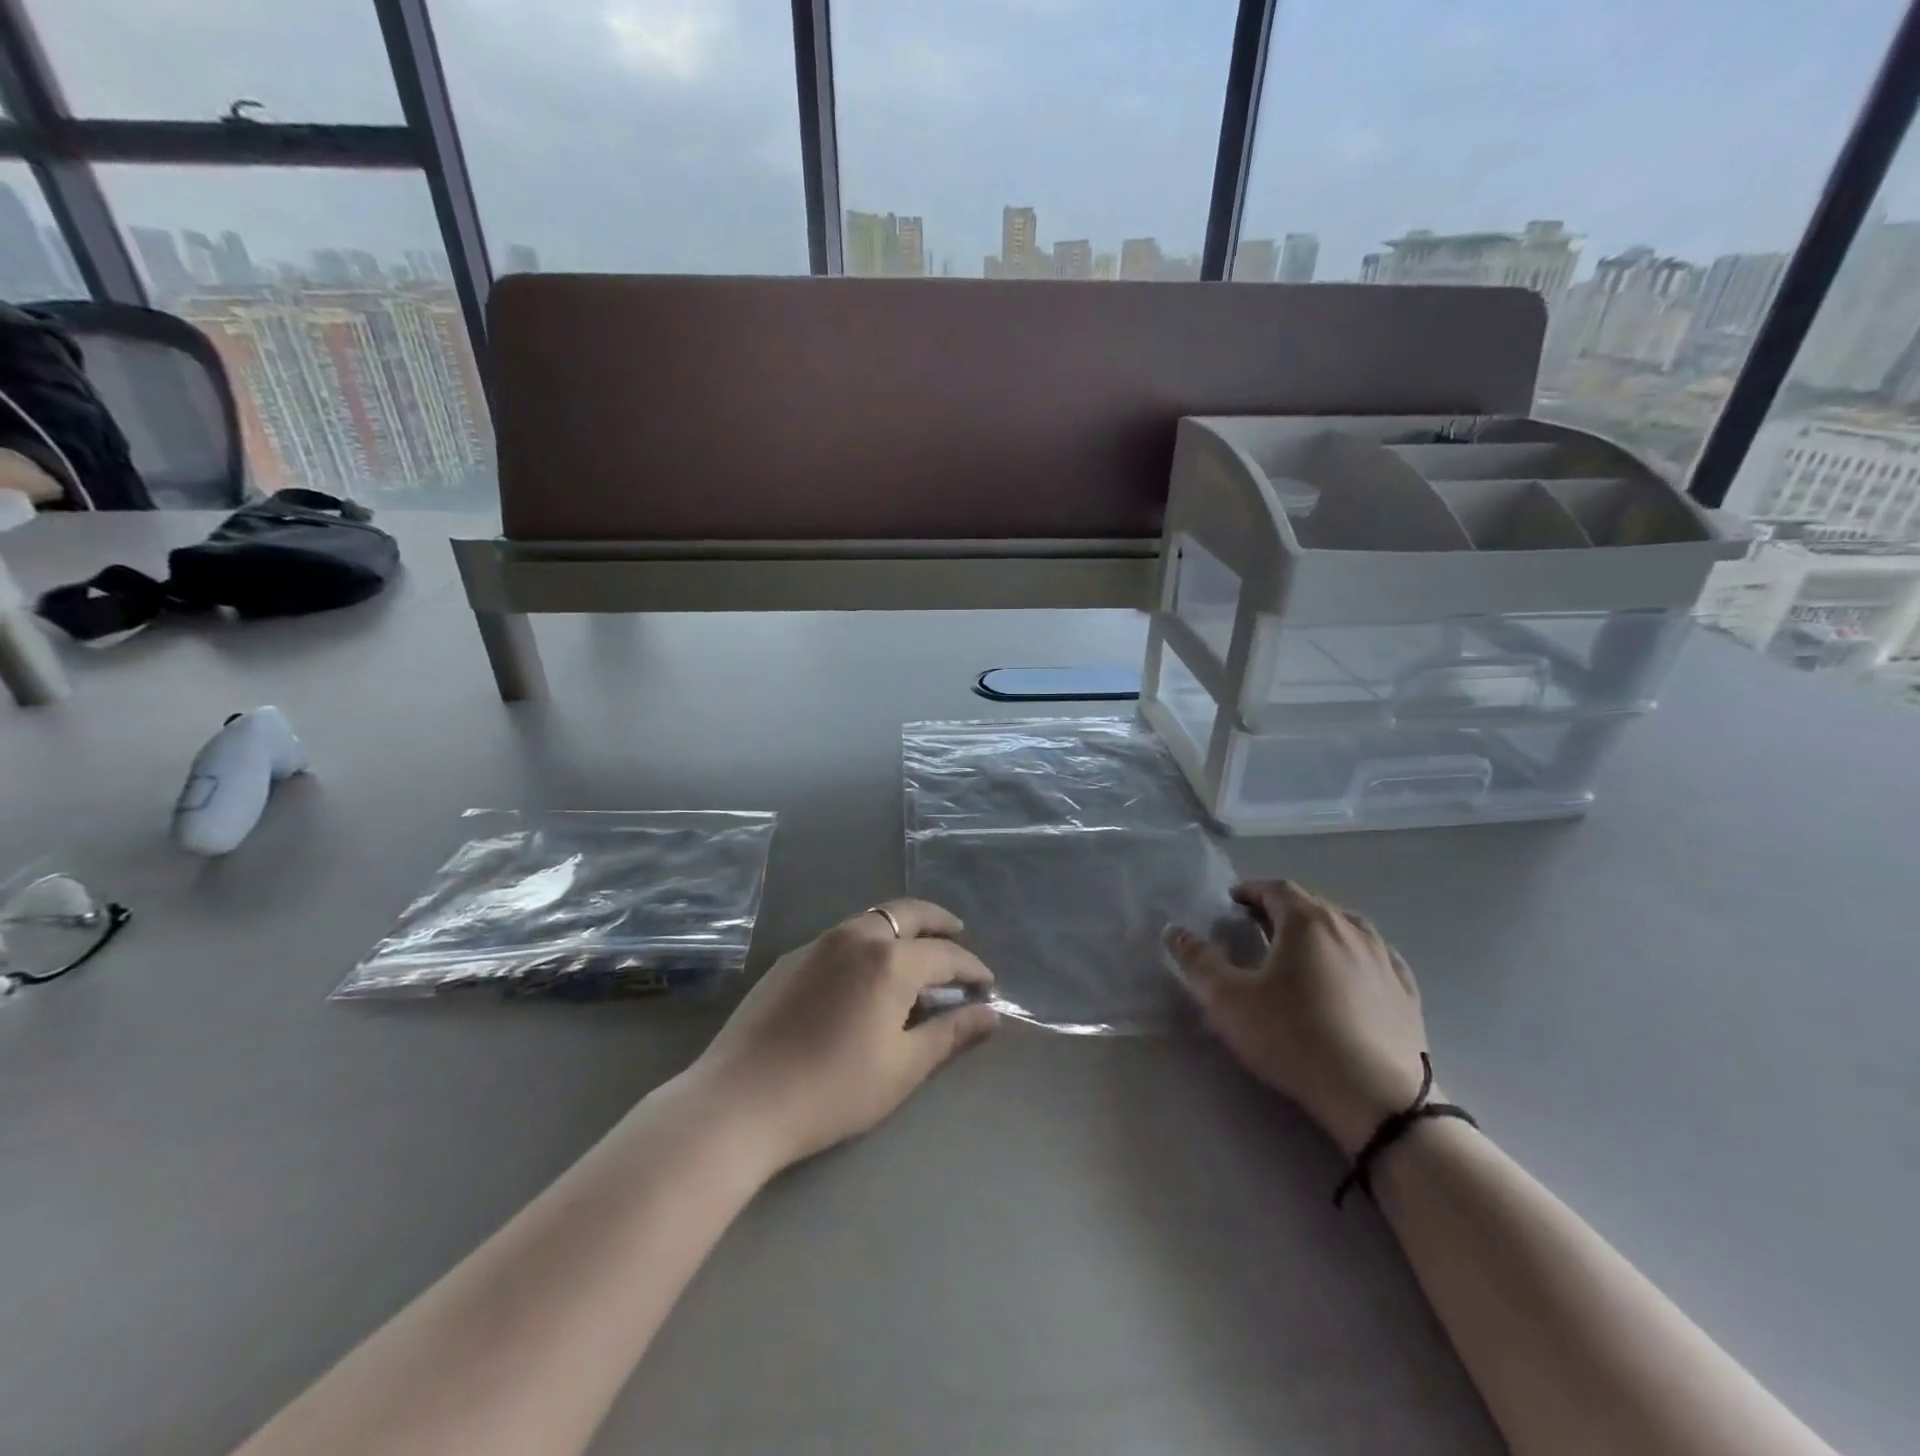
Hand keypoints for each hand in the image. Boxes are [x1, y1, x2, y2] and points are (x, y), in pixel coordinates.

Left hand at [685, 900, 998, 1171]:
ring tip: (916, 952)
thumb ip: (950, 1034)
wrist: (739, 1101)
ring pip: (872, 920)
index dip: (971, 968)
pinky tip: (866, 973)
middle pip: (908, 913)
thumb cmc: (832, 1090)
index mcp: (890, 961)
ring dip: (901, 928)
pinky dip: (868, 942)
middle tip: (958, 934)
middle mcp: (856, 937)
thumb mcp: (903, 1068)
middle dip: (939, 922)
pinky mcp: (790, 959)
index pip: (946, 954)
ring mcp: (817, 943)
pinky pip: (842, 936)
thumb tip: (990, 1014)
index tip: (986, 986)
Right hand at [1167, 879, 1428, 1155]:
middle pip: (1311, 905)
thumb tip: (1174, 931)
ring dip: (1318, 931)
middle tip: (1257, 927)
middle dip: (1281, 910)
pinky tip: (1348, 975)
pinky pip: (1374, 958)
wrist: (1377, 1098)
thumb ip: (1198, 961)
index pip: (1275, 888)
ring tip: (1300, 951)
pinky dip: (1352, 956)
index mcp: (1307, 921)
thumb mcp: (1229, 1001)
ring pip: (1346, 928)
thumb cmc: (1294, 1037)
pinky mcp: (1406, 992)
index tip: (1233, 902)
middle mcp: (1350, 927)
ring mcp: (1384, 958)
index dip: (1251, 890)